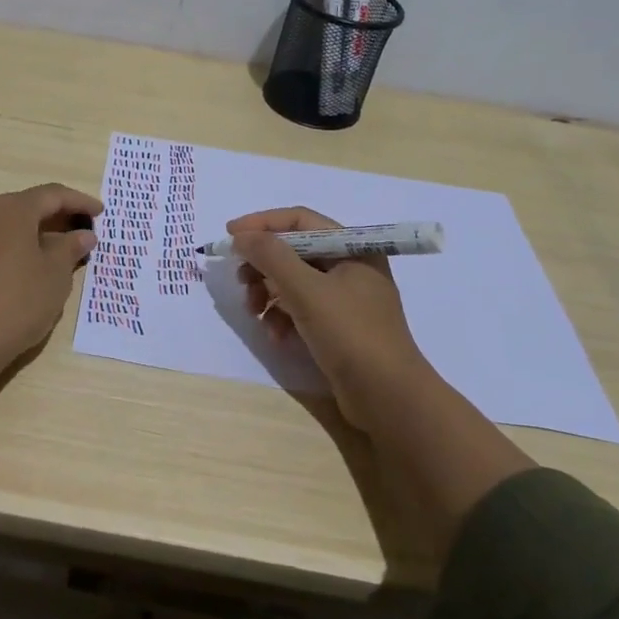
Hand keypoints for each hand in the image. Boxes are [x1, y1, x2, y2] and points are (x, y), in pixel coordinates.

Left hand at [0, 183, 101, 366]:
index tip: (99, 212)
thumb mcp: (56, 276)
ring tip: (31, 245)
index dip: (79, 201)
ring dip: (14, 228)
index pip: (52, 195)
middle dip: (48, 215)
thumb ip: (70, 248)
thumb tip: (83, 234)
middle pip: (21, 205)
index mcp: (14, 209)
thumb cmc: (20, 303)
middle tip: (71, 231)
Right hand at [230, 207, 432, 430]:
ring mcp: (346, 298)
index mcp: (352, 247)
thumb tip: (241, 236)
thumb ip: (271, 256)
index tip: (230, 235)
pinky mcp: (339, 326)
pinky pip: (302, 308)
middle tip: (241, 280)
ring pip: (294, 281)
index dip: (262, 223)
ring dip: (268, 292)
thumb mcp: (306, 290)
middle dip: (263, 264)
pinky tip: (275, 334)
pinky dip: (283, 316)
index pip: (300, 220)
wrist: (389, 398)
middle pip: (294, 251)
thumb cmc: (351, 334)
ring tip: (253, 311)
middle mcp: (351, 266)